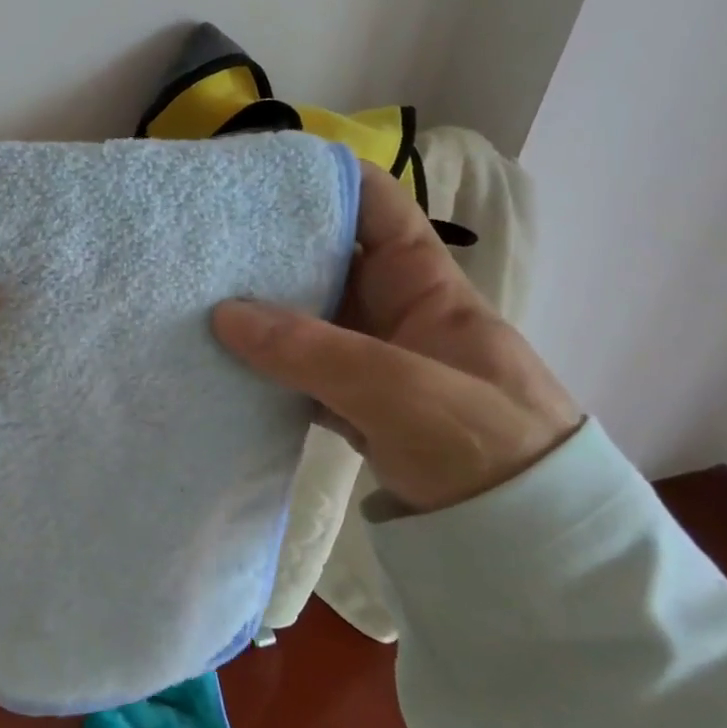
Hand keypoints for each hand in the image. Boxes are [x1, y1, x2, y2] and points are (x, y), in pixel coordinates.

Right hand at [213, 161, 579, 511]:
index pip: (377, 209)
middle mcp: (394, 314)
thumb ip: (314, 352)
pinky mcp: (354, 407)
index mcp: (425, 288)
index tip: (258, 179)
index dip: (326, 183)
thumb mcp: (403, 391)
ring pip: (306, 319)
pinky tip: (221, 362)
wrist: (530, 548)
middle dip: (272, 248)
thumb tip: (223, 313)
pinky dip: (264, 366)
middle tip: (204, 243)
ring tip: (196, 296)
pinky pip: (299, 371)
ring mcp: (371, 363)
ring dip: (259, 311)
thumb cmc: (485, 446)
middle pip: (328, 262)